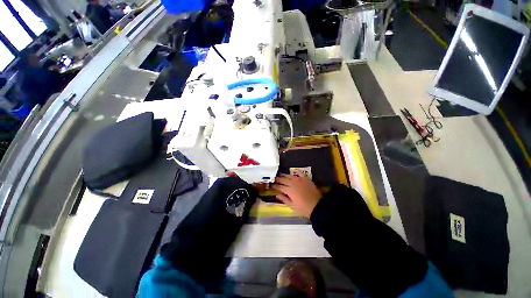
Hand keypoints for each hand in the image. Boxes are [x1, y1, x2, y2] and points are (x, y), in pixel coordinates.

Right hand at [272, 172, 321, 217]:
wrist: (317, 206)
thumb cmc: (303, 208)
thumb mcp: (292, 206)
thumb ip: (284, 199)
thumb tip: (277, 194)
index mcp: (289, 191)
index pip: (279, 187)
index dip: (275, 186)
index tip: (272, 185)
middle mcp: (293, 183)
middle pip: (283, 180)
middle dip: (278, 179)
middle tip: (275, 179)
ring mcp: (299, 180)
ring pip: (290, 176)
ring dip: (284, 175)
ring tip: (281, 175)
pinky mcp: (305, 179)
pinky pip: (300, 173)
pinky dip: (296, 171)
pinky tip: (293, 171)